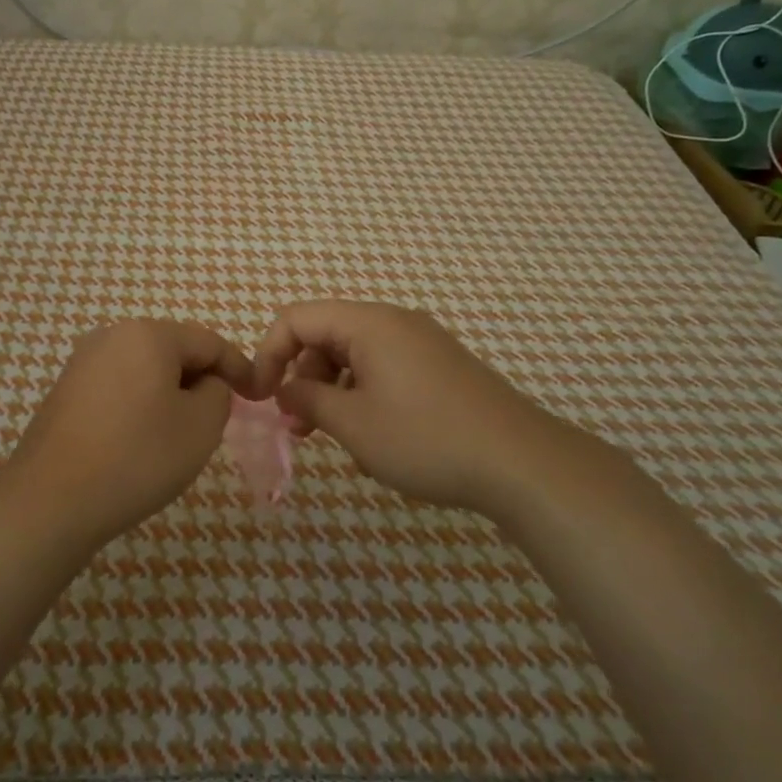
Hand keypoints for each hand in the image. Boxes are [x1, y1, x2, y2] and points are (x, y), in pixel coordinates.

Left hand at [2, 320, 252, 545]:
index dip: (239, 367)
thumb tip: (205, 384)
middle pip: (174, 350)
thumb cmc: (137, 457)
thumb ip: (219, 393)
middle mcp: (112, 335)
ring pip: (145, 369)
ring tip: (180, 433)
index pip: (209, 342)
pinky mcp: (65, 390)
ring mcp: (83, 362)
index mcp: (149, 334)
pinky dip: (139, 404)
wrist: (51, 500)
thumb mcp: (201, 426)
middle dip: (201, 379)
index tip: (258, 396)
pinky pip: (118, 386)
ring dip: (170, 393)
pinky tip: (140, 440)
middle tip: (220, 417)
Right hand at [250, 300, 616, 519]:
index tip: (260, 397)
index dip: (267, 353)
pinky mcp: (439, 366)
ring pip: (354, 354)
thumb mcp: (353, 424)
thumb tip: (283, 388)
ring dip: (331, 389)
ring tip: (333, 436)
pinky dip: (363, 394)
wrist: (521, 462)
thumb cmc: (427, 439)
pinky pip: (383, 368)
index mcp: (369, 323)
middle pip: (325, 334)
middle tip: (298, 426)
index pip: (296, 318)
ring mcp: (421, 343)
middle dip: (301, 376)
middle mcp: (394, 322)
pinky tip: (373, 436)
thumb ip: (307, 399)